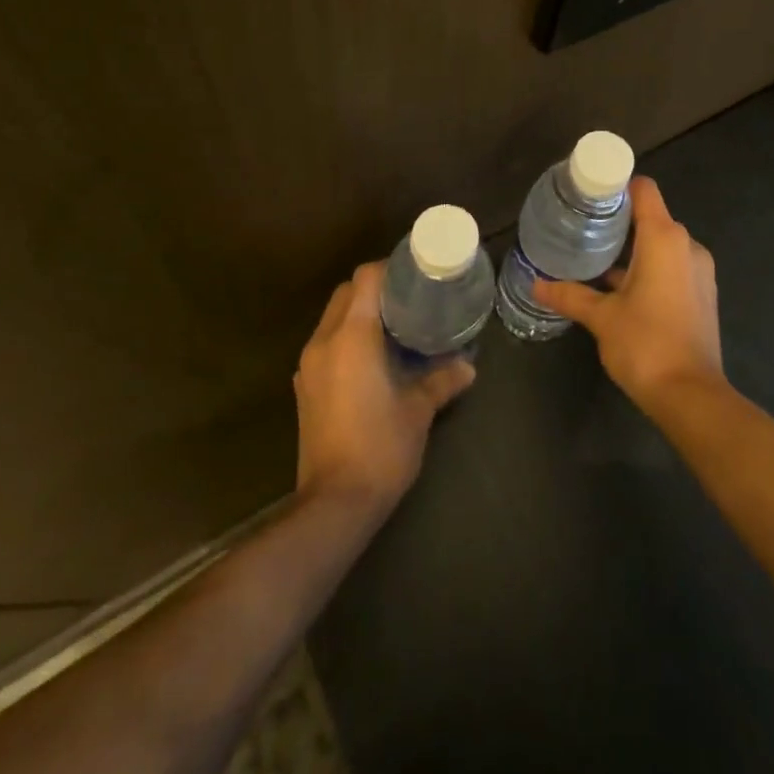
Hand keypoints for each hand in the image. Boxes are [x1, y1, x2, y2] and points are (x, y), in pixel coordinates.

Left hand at [294, 262, 475, 515]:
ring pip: (332, 318)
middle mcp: (324, 342)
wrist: (334, 504)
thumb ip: (443, 380)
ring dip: (359, 313)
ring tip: (396, 325)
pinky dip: (347, 337)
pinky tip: (374, 358)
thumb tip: (468, 365)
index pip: (365, 279)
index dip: (390, 269)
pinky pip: (326, 343)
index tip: (416, 274)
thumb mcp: (418, 410)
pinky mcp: (305, 388)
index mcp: (352, 337)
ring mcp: (309, 366)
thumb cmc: (380, 447)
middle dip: (375, 288)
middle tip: (410, 298)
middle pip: (345, 293)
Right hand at [533, 177, 723, 414]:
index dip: (618, 187)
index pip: (644, 190)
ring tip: (597, 260)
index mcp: (664, 238)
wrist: (691, 395)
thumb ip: (570, 295)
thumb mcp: (601, 317)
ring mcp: (699, 271)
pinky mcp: (703, 294)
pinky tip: (622, 289)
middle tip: (584, 230)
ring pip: (662, 244)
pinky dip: (651, 268)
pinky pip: (673, 266)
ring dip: (634, 249)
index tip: (590, 197)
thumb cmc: (645, 344)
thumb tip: (537, 284)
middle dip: (620, 221)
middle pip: (652, 216)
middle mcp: (687, 246)